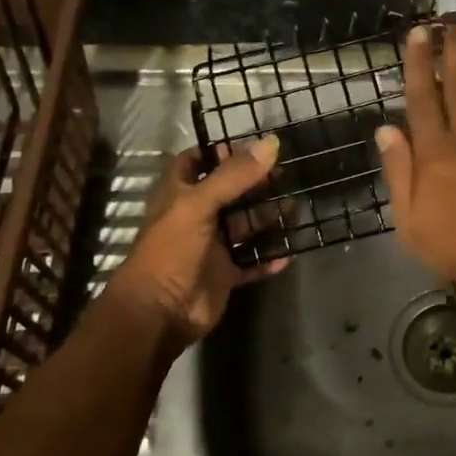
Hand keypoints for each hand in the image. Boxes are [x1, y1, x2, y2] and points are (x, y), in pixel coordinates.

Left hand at [106, 138, 287, 348]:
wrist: (159, 312)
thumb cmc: (172, 250)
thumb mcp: (200, 204)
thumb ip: (234, 175)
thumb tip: (271, 143)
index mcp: (179, 195)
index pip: (195, 162)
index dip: (218, 152)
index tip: (252, 146)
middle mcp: (195, 217)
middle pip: (229, 194)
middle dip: (255, 185)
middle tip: (286, 175)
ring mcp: (211, 247)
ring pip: (244, 227)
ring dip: (267, 218)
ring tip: (296, 209)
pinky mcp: (224, 274)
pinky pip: (252, 262)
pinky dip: (269, 257)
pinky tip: (290, 250)